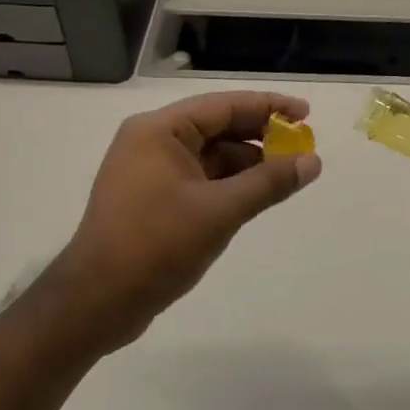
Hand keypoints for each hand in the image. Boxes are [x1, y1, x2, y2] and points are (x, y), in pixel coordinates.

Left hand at [49, 91, 321, 353]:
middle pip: (218, 126)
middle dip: (261, 136)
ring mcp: (150, 171)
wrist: (96, 303)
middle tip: (302, 147)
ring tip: (287, 175)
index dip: (269, 107)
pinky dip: (230, 183)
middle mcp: (152, 141)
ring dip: (248, 162)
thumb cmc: (156, 245)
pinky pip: (201, 178)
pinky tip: (257, 195)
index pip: (225, 105)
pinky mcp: (153, 198)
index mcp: (159, 130)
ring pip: (211, 154)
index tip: (307, 114)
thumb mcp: (220, 211)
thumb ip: (269, 183)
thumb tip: (313, 162)